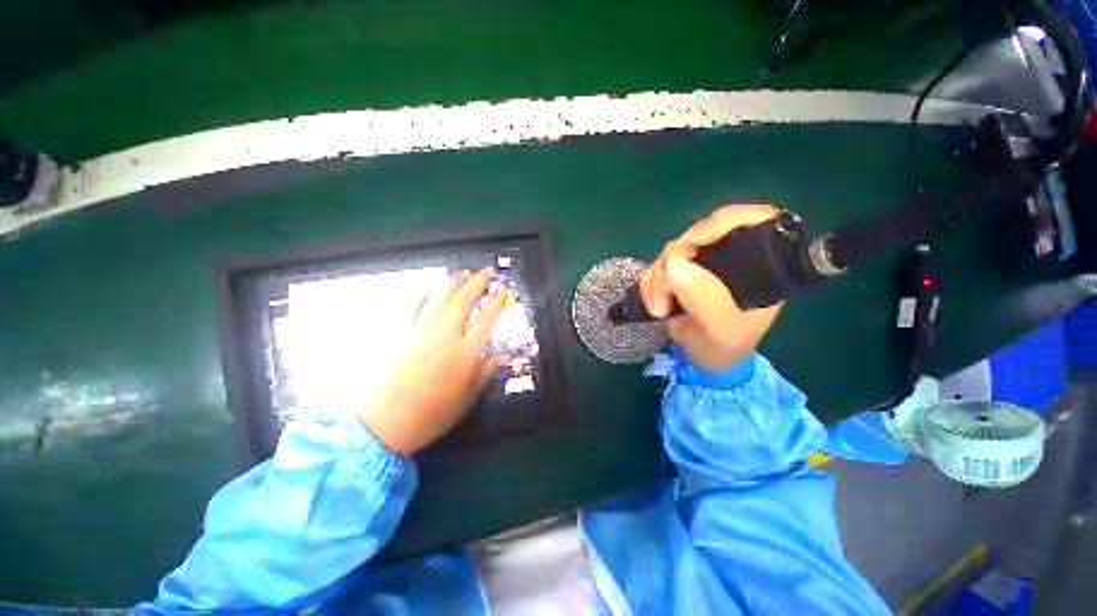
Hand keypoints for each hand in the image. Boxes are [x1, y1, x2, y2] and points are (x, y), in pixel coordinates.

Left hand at [356, 268, 509, 455]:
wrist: (387, 421)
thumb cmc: (434, 413)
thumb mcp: (468, 396)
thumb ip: (486, 371)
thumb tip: (503, 355)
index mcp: (466, 352)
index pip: (486, 318)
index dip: (496, 300)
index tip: (503, 288)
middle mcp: (446, 336)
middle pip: (464, 300)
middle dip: (478, 282)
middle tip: (488, 271)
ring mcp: (424, 332)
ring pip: (441, 298)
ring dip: (455, 282)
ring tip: (464, 272)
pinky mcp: (406, 334)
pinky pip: (422, 306)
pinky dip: (433, 293)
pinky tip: (438, 289)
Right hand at [639, 205, 783, 371]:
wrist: (704, 360)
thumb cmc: (724, 348)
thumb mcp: (720, 330)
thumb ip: (705, 299)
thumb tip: (675, 265)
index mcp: (760, 265)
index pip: (751, 220)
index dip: (721, 222)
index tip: (690, 244)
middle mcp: (731, 257)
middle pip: (699, 234)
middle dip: (674, 261)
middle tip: (664, 295)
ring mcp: (703, 264)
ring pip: (672, 251)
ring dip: (657, 279)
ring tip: (658, 309)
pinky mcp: (681, 272)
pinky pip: (658, 266)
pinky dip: (650, 284)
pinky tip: (653, 305)